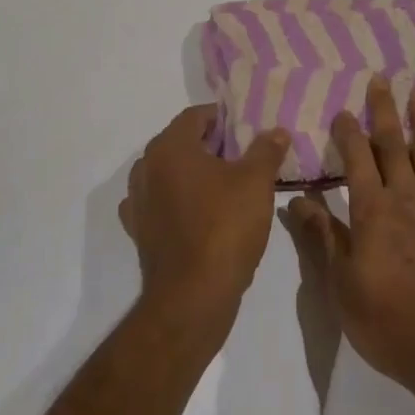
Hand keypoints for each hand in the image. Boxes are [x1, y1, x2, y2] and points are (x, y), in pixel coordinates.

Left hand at [120, 106, 290, 335]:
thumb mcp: (256, 182)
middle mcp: (145, 168)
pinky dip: (179, 202)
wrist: (192, 299)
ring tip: (228, 185)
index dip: (223, 118)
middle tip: (245, 156)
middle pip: (182, 143)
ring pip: (170, 174)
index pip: (195, 116)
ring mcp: (138, 202)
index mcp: (169, 147)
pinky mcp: (140, 233)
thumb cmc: (224, 227)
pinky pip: (162, 204)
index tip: (248, 129)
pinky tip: (201, 213)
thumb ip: (266, 150)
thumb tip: (277, 132)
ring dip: (195, 174)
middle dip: (212, 146)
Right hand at [288, 78, 414, 407]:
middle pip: (394, 144)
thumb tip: (297, 199)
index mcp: (373, 211)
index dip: (348, 133)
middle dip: (385, 111)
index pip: (357, 159)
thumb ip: (323, 237)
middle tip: (381, 79)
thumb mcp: (342, 287)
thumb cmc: (391, 323)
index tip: (343, 110)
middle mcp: (407, 198)